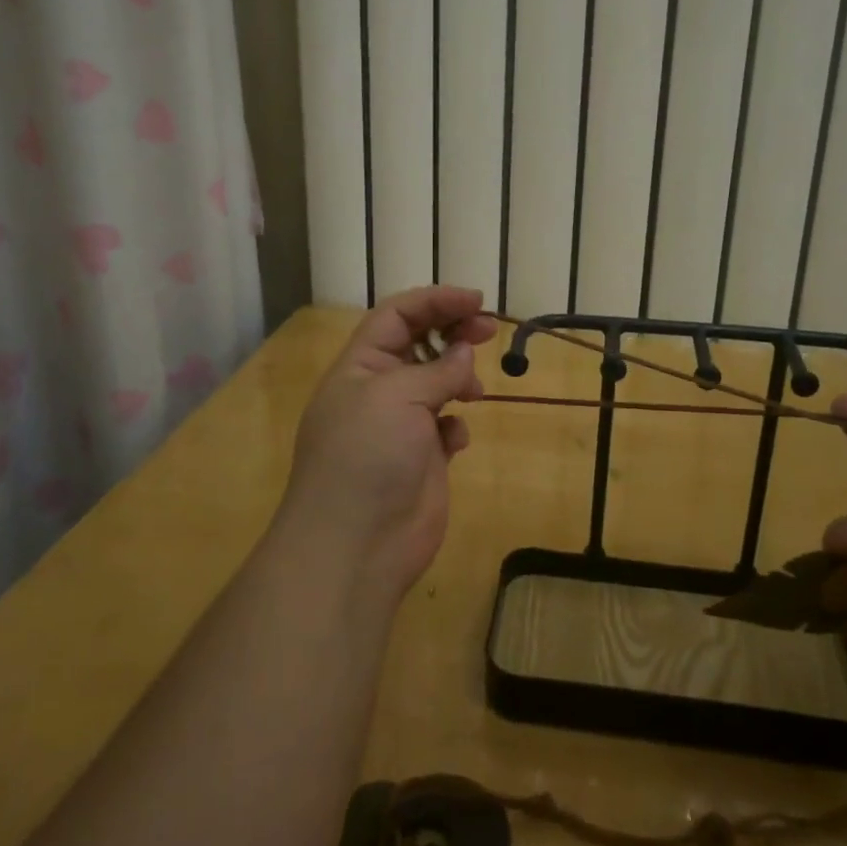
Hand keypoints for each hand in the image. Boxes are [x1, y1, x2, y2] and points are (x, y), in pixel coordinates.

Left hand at [278, 286, 497, 601]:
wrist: (357, 545)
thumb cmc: (367, 456)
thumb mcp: (398, 397)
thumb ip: (437, 370)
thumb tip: (463, 355)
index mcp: (359, 367)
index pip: (396, 316)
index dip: (435, 301)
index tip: (476, 301)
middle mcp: (377, 391)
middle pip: (417, 345)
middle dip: (452, 331)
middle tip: (489, 330)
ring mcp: (399, 427)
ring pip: (434, 384)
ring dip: (457, 377)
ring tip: (476, 388)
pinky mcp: (421, 459)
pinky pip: (444, 427)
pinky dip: (455, 424)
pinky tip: (457, 438)